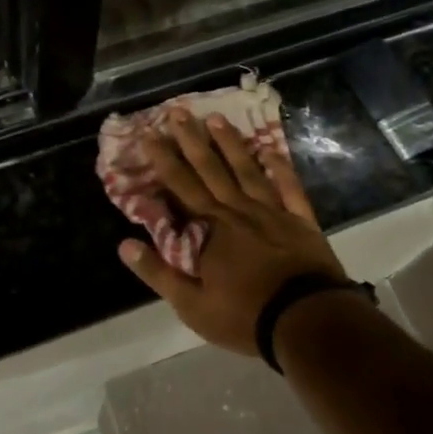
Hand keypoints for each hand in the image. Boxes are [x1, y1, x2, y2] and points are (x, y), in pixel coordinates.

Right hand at [118, 108, 347, 355]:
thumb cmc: (245, 315)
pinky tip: (270, 150)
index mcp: (210, 228)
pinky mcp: (300, 221)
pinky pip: (288, 187)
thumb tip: (124, 245)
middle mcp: (237, 210)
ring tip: (215, 119)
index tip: (149, 134)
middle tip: (177, 111)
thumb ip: (158, 273)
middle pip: (210, 169)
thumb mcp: (192, 304)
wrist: (308, 321)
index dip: (163, 160)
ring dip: (229, 144)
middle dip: (191, 139)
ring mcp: (272, 212)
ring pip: (246, 170)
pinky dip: (279, 167)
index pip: (180, 186)